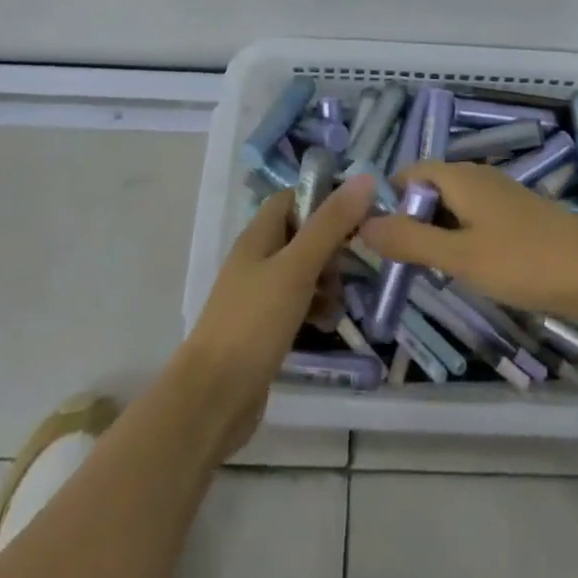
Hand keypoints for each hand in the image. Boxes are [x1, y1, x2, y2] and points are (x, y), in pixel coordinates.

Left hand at [177, 173, 378, 455]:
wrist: (212, 399)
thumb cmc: (254, 322)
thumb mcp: (297, 268)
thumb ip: (331, 224)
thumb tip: (365, 178)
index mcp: (259, 235)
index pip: (295, 197)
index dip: (326, 199)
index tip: (361, 213)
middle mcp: (258, 258)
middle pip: (304, 234)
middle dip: (333, 247)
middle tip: (351, 267)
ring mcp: (260, 294)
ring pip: (305, 271)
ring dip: (328, 281)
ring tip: (340, 303)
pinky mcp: (266, 327)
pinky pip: (299, 304)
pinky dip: (317, 308)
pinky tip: (328, 325)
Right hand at [360, 161, 577, 318]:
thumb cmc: (523, 261)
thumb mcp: (459, 256)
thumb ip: (410, 240)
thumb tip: (363, 224)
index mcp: (461, 177)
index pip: (410, 172)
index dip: (389, 199)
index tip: (375, 238)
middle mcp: (479, 177)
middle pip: (431, 188)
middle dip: (412, 220)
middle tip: (400, 262)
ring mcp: (502, 196)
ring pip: (454, 206)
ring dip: (437, 233)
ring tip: (429, 271)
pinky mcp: (520, 216)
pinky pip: (476, 219)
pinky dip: (462, 238)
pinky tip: (467, 270)